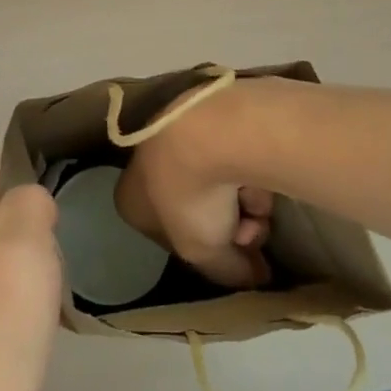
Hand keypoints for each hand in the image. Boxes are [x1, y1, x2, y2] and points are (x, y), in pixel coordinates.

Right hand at [115, 80, 276, 289]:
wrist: (209, 131)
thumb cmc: (190, 197)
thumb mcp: (205, 254)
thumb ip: (229, 272)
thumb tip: (258, 274)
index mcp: (130, 199)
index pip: (167, 233)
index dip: (202, 249)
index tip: (230, 254)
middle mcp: (147, 165)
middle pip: (198, 209)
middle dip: (231, 227)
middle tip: (251, 233)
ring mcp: (178, 136)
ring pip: (219, 184)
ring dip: (245, 204)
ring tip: (259, 206)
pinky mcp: (209, 115)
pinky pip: (233, 155)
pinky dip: (249, 170)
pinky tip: (260, 175)